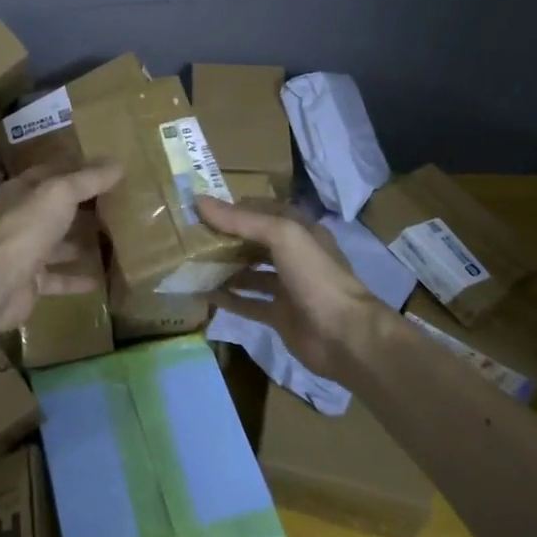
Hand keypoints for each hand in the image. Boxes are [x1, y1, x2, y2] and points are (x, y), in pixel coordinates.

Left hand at [0, 160, 122, 332]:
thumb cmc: (27, 227)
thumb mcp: (61, 193)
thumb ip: (89, 179)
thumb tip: (118, 164)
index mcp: (21, 191)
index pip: (51, 173)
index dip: (76, 170)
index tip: (106, 170)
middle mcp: (20, 219)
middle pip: (54, 209)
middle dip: (81, 207)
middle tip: (116, 205)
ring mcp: (23, 251)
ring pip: (56, 244)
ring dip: (80, 243)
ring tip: (112, 241)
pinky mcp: (30, 281)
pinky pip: (59, 278)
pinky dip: (77, 278)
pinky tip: (102, 278)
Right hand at [197, 195, 384, 374]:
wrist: (344, 335)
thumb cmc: (315, 276)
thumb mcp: (282, 235)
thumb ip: (242, 220)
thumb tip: (200, 201)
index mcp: (300, 230)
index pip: (263, 210)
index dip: (235, 208)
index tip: (203, 209)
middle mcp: (294, 255)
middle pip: (255, 241)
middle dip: (227, 238)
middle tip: (192, 237)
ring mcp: (288, 287)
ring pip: (251, 272)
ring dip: (226, 267)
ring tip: (194, 263)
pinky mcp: (280, 316)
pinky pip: (249, 302)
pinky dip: (229, 298)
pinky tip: (204, 294)